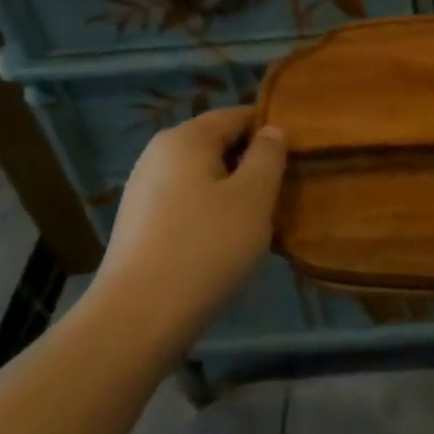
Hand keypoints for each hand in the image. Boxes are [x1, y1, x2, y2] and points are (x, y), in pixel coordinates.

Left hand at [91, 107, 286, 352]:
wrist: (137, 318)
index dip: (270, 131)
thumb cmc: (205, 248)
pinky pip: (185, 203)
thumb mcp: (254, 197)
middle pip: (218, 144)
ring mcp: (143, 189)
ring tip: (256, 224)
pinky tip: (222, 245)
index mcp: (185, 137)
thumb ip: (268, 155)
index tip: (297, 158)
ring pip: (202, 176)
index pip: (238, 115)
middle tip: (281, 195)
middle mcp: (158, 153)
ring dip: (232, 192)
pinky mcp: (138, 223)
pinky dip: (209, 213)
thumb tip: (271, 130)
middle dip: (251, 164)